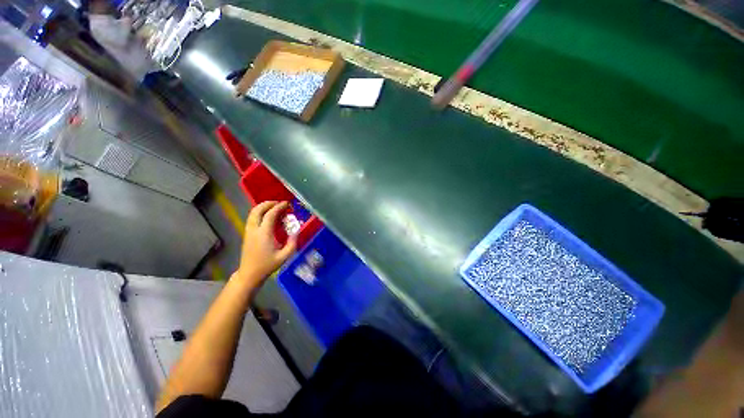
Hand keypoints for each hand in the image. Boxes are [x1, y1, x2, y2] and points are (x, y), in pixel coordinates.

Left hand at [234, 201, 296, 288]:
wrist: (250, 274)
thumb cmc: (267, 265)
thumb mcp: (285, 256)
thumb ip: (292, 243)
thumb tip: (296, 231)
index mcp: (264, 233)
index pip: (270, 214)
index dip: (279, 207)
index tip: (287, 204)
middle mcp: (254, 230)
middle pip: (257, 210)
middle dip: (268, 203)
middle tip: (279, 203)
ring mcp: (249, 231)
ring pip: (253, 213)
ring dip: (263, 207)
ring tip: (275, 208)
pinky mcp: (247, 234)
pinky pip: (252, 218)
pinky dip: (260, 213)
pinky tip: (269, 217)